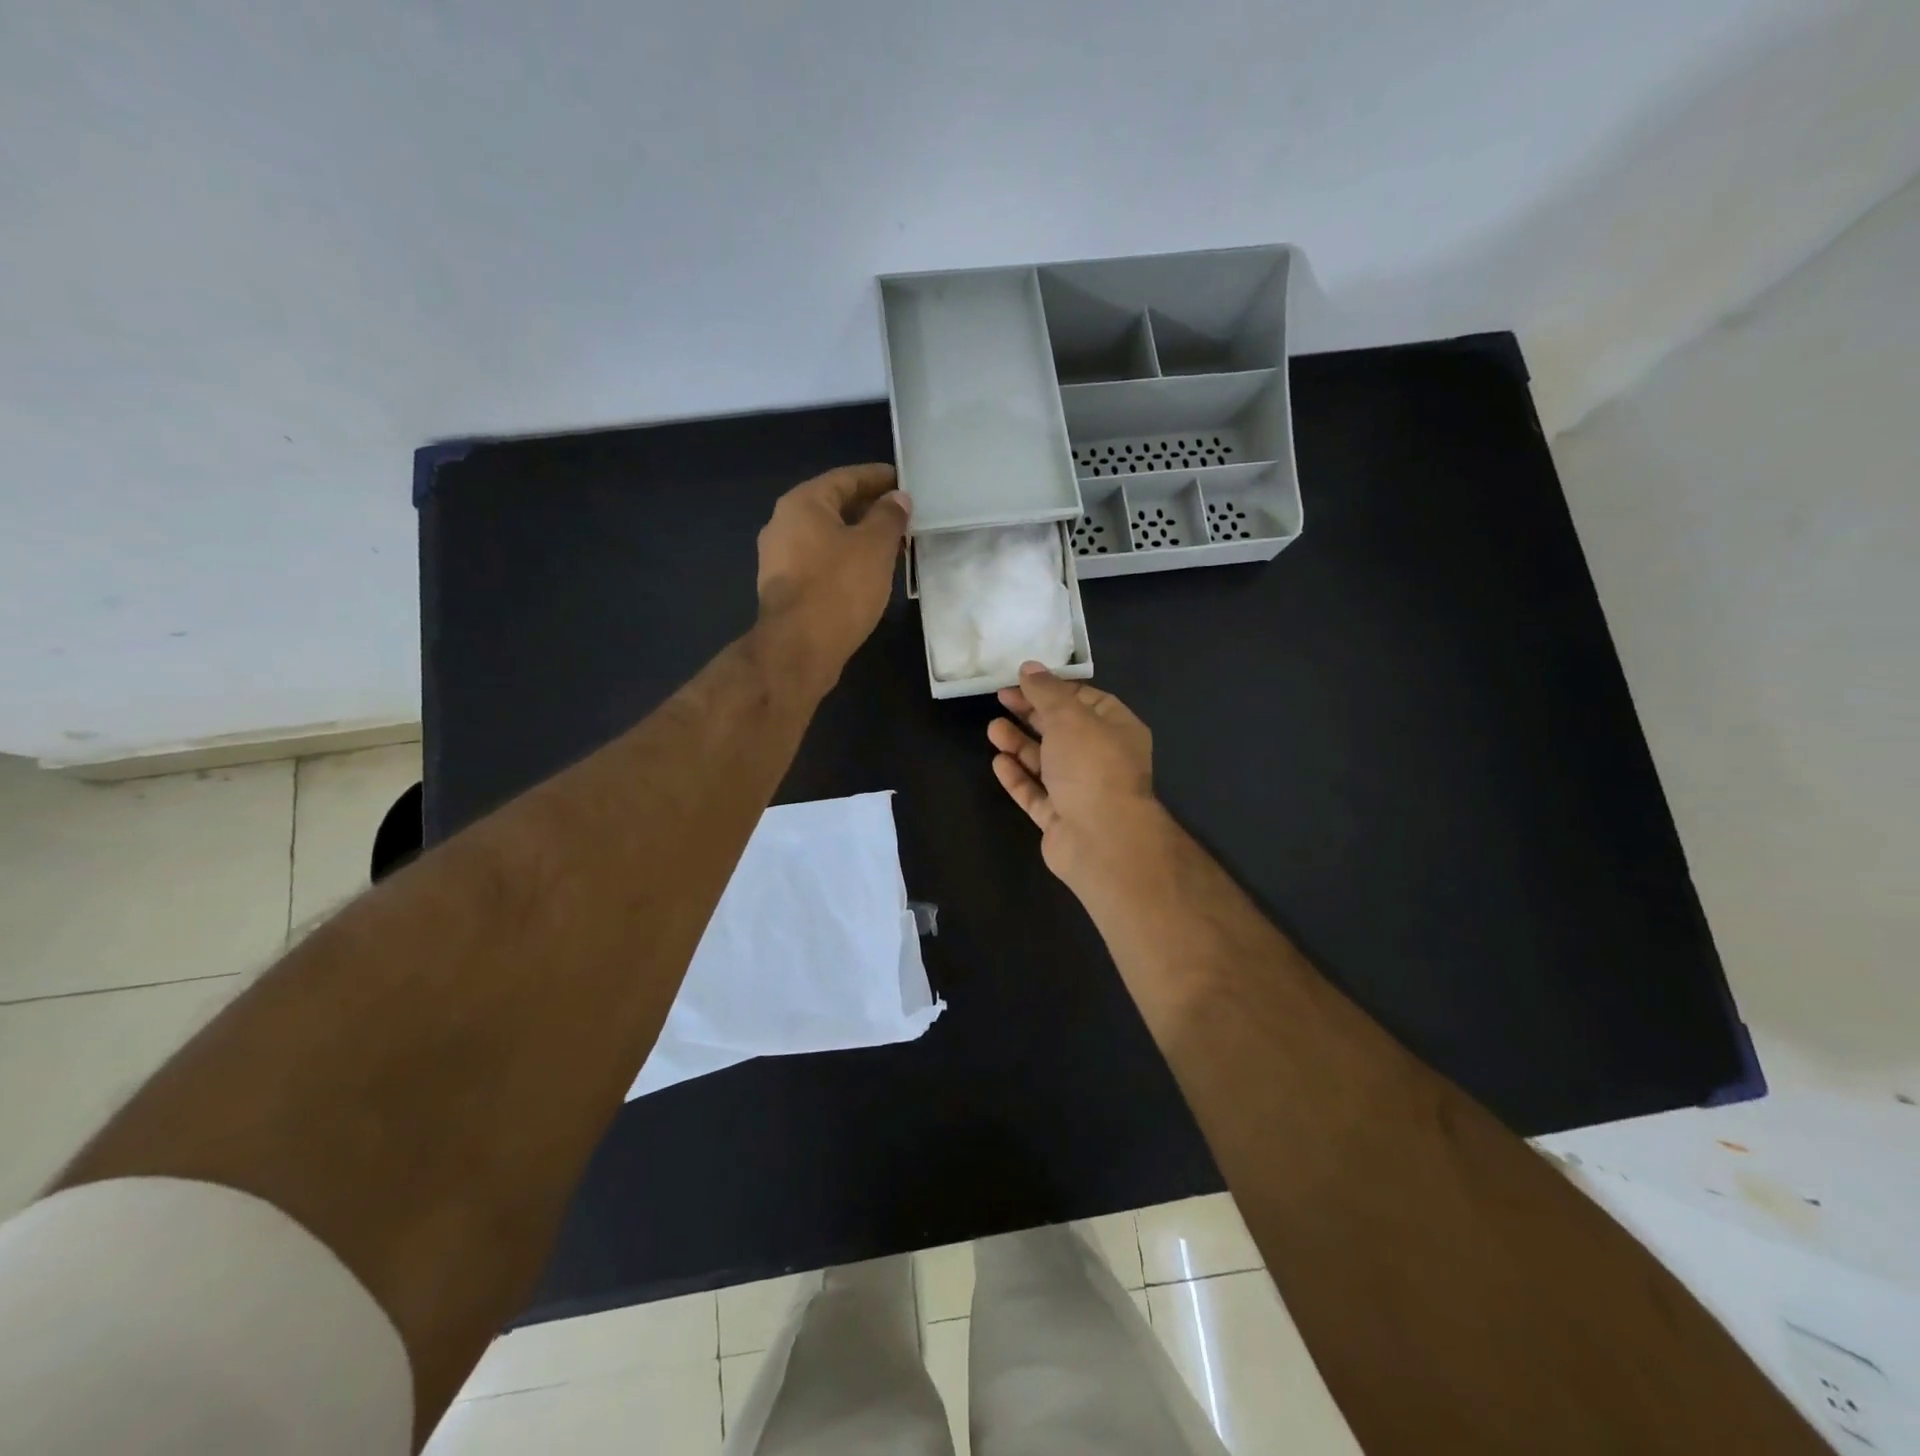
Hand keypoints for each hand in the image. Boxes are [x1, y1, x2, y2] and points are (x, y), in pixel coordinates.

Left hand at [756, 464, 910, 688]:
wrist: (799, 648)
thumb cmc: (839, 587)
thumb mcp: (875, 546)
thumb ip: (889, 517)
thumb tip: (897, 499)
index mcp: (802, 504)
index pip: (845, 478)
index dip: (877, 478)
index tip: (902, 480)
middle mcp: (783, 525)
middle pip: (832, 507)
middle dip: (868, 509)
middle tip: (901, 515)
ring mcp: (778, 560)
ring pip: (826, 538)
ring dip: (857, 538)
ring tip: (890, 545)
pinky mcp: (784, 590)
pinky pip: (820, 563)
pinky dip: (844, 561)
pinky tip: (866, 574)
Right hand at [987, 663, 1163, 888]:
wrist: (1102, 839)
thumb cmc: (1092, 766)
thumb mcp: (1069, 716)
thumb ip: (1046, 692)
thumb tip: (1029, 667)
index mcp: (1117, 729)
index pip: (1085, 700)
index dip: (1054, 688)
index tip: (1023, 679)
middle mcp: (1102, 759)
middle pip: (1062, 730)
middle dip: (1031, 714)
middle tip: (1000, 698)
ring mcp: (1080, 792)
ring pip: (1046, 762)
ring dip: (1019, 744)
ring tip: (992, 729)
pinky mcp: (1060, 819)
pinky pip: (1035, 793)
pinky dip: (1018, 776)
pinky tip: (998, 762)